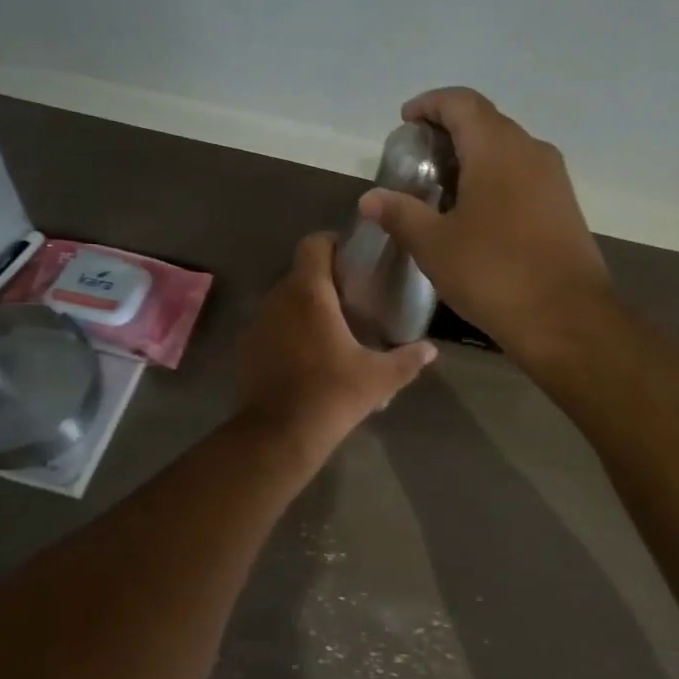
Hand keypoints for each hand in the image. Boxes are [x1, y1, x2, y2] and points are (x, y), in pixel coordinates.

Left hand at [237, 233, 436, 449]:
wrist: (278, 435)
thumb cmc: (332, 394)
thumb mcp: (379, 378)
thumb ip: (408, 359)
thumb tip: (430, 350)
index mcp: (309, 293)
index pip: (314, 243)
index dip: (334, 244)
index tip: (355, 260)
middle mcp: (278, 298)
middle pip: (302, 272)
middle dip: (326, 280)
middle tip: (354, 299)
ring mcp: (258, 323)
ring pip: (286, 299)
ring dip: (307, 306)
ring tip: (334, 329)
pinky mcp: (248, 347)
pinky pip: (273, 325)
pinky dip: (290, 329)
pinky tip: (310, 355)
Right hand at [359, 87, 611, 357]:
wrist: (567, 319)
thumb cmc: (493, 272)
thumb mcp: (434, 245)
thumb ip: (401, 214)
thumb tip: (370, 199)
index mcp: (497, 148)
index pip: (461, 102)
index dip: (430, 104)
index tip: (406, 120)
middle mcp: (531, 150)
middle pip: (486, 122)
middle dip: (449, 131)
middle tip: (418, 159)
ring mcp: (553, 179)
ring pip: (507, 149)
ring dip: (474, 156)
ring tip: (442, 187)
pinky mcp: (564, 206)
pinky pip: (523, 175)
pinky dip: (495, 178)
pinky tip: (476, 213)